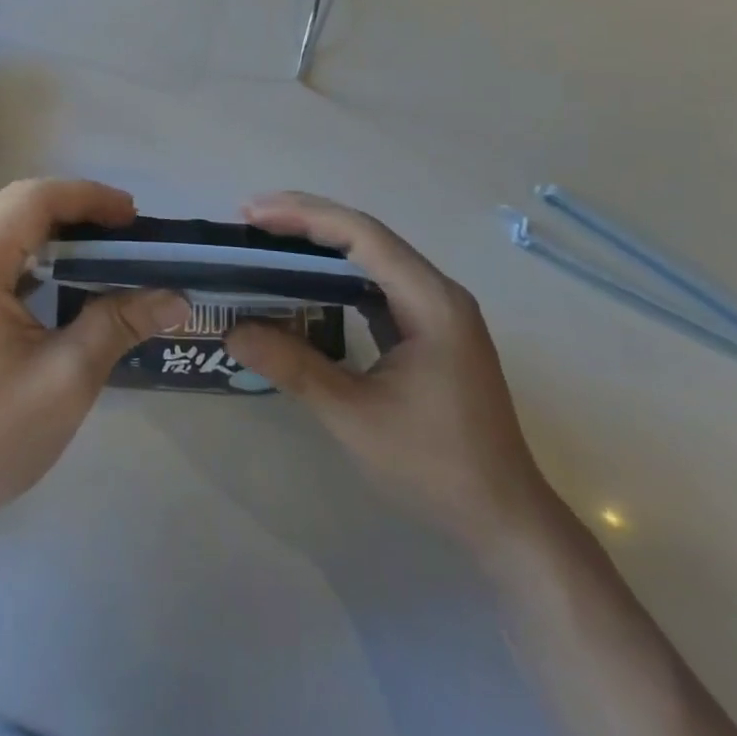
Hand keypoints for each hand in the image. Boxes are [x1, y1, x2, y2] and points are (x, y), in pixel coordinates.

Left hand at [0, 178, 187, 536]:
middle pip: (17, 203)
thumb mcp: (67, 378)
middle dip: (75, 208)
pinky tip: (64, 277)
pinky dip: (34, 252)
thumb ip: (120, 323)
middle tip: (126, 232)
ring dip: (54, 228)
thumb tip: (176, 297)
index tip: (134, 217)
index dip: (88, 197)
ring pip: (4, 225)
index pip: (34, 199)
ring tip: (103, 249)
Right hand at [225, 192, 551, 549]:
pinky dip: (335, 273)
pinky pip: (375, 282)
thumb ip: (293, 366)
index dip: (303, 216)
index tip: (252, 214)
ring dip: (320, 242)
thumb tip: (232, 331)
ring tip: (268, 238)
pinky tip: (304, 280)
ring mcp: (435, 309)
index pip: (361, 234)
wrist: (505, 521)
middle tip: (250, 217)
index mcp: (430, 301)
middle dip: (306, 220)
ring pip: (370, 256)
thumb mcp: (354, 416)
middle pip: (366, 234)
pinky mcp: (427, 329)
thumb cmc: (435, 466)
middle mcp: (436, 291)